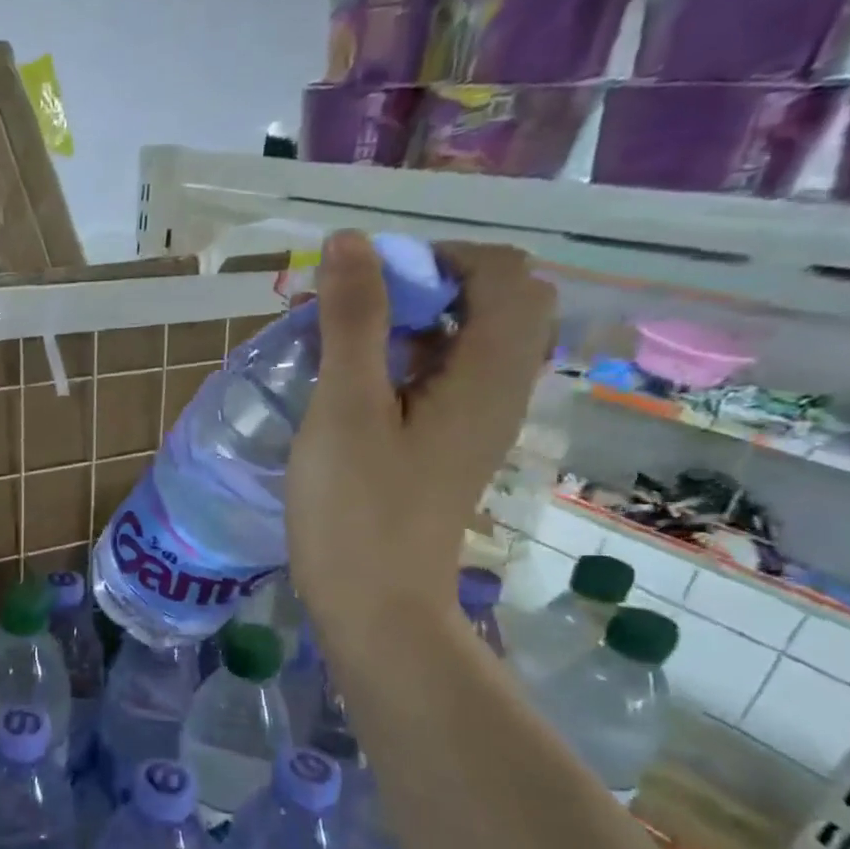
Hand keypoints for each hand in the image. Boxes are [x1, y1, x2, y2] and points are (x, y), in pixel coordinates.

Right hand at [286, 230, 554, 639]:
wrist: (375, 607)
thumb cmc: (357, 509)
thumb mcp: (346, 408)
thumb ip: (354, 320)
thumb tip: (350, 241)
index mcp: (489, 373)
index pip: (503, 273)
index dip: (438, 257)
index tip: (368, 282)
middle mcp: (499, 391)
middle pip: (496, 303)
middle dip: (429, 287)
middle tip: (361, 309)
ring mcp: (476, 425)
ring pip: (466, 343)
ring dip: (413, 325)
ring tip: (347, 344)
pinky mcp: (448, 450)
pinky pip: (443, 381)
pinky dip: (406, 364)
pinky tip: (354, 390)